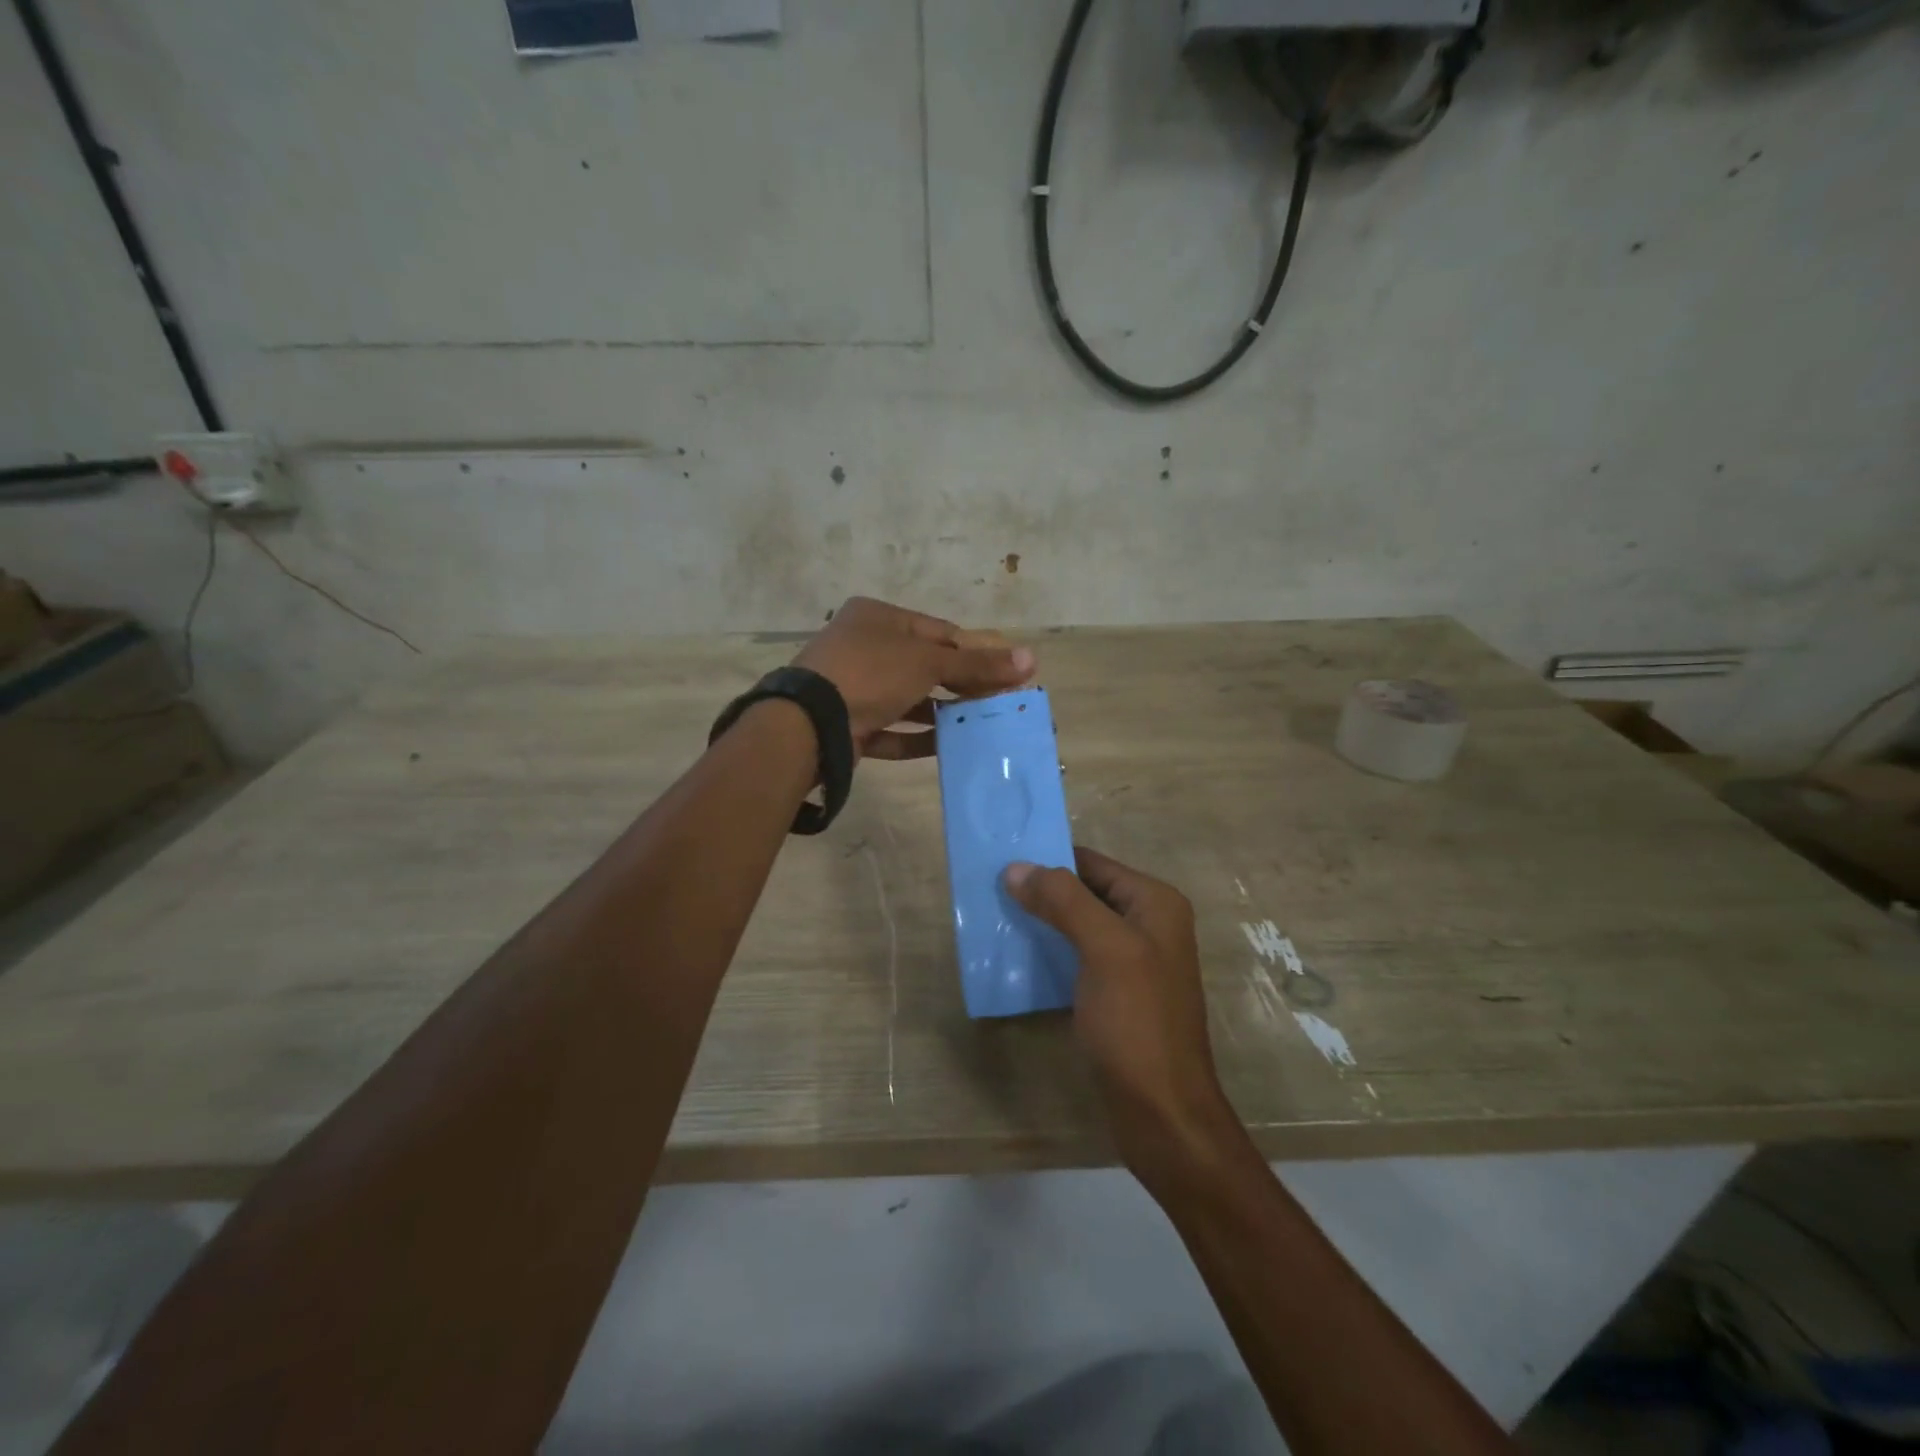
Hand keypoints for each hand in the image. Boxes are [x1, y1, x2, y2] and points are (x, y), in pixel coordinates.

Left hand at [794, 598, 1034, 759]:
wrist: (809, 723)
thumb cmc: (870, 673)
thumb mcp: (929, 663)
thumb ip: (977, 665)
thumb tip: (1031, 660)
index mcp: (878, 618)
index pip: (938, 632)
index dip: (974, 652)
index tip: (1006, 673)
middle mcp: (862, 647)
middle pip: (923, 666)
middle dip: (960, 686)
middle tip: (996, 704)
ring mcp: (852, 688)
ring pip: (906, 700)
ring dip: (940, 713)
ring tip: (977, 727)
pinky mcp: (847, 724)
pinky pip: (889, 729)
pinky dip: (915, 737)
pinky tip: (945, 746)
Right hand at [1005, 848, 1242, 1182]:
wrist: (1162, 1112)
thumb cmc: (1137, 1022)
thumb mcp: (1105, 949)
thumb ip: (1064, 900)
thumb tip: (1016, 867)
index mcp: (1154, 903)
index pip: (1092, 863)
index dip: (1048, 859)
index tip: (1000, 861)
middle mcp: (1148, 924)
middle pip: (1084, 892)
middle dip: (1040, 891)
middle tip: (989, 892)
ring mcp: (1133, 961)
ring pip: (1077, 925)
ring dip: (1040, 923)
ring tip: (994, 921)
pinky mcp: (1116, 994)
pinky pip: (1076, 958)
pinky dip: (1048, 954)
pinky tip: (1016, 960)